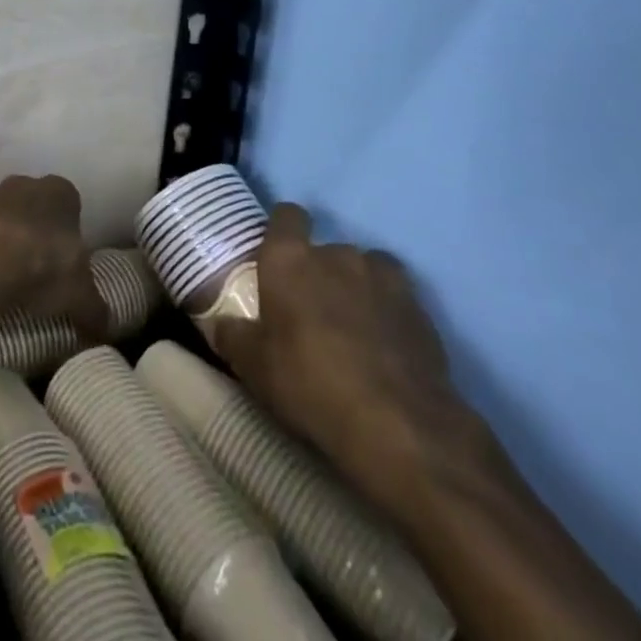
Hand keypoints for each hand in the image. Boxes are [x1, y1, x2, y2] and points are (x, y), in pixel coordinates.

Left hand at [0, 174, 107, 339]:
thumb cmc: (42, 266)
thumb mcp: (79, 295)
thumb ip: (95, 309)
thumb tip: (107, 329)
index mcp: (60, 191)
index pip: (70, 202)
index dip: (69, 230)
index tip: (66, 260)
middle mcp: (23, 183)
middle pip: (33, 204)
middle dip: (35, 229)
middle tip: (38, 269)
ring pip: (1, 215)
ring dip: (3, 237)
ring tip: (6, 278)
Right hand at [212, 204, 470, 508]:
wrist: (398, 425)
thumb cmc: (310, 383)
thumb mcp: (254, 367)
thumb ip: (233, 336)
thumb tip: (220, 324)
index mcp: (289, 258)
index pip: (287, 215)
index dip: (283, 231)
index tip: (278, 258)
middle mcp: (336, 254)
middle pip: (326, 249)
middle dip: (320, 272)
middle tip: (313, 311)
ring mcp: (382, 277)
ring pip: (365, 269)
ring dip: (357, 288)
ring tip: (354, 327)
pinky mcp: (420, 308)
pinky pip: (396, 297)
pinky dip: (389, 312)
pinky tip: (385, 346)